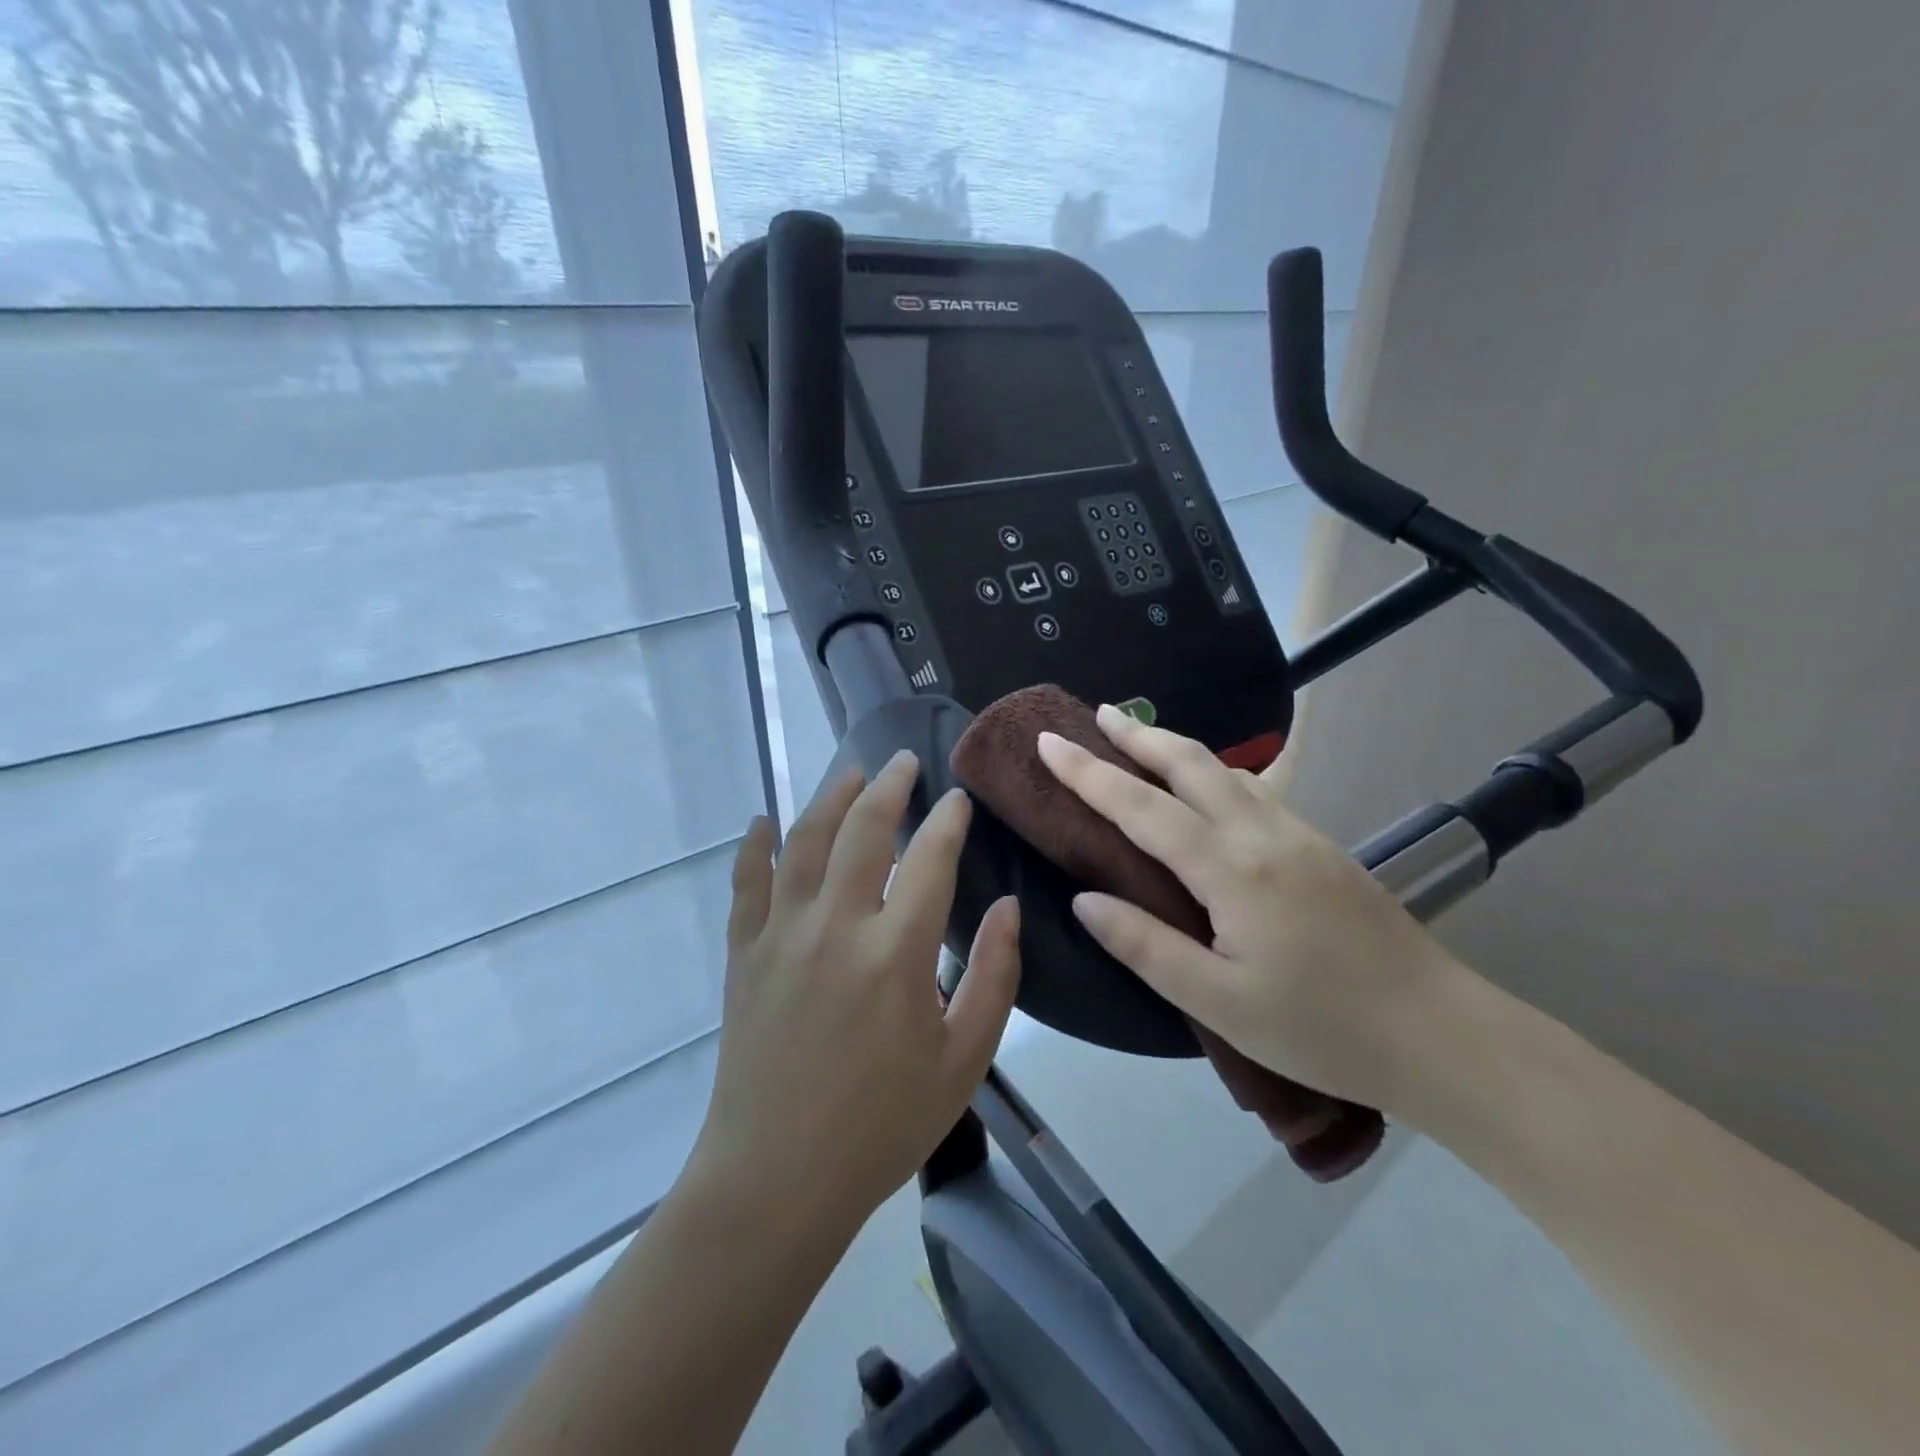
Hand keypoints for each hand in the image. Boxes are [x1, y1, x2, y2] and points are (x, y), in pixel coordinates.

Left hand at [693, 751, 1020, 1228]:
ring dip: (829, 798)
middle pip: (863, 830)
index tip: (959, 799)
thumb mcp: (963, 1060)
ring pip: (804, 842)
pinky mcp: (744, 954)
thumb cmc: (882, 1125)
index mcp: (896, 952)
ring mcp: (782, 935)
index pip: (931, 859)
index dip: (948, 820)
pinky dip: (755, 847)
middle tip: (903, 762)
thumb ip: (994, 977)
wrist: (777, 1178)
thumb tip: (1009, 907)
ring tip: (850, 773)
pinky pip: (747, 883)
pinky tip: (762, 821)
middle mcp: (836, 926)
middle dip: (888, 786)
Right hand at [1037, 706, 1467, 1114]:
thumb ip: (1145, 945)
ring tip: (1140, 743)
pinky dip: (1214, 774)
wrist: (1442, 1036)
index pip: (1142, 807)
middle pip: (1191, 763)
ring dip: (1177, 749)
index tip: (1049, 742)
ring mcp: (1300, 835)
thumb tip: (1084, 899)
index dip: (1089, 773)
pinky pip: (1255, 792)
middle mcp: (1264, 835)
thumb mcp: (1219, 1001)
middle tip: (1098, 715)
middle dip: (1139, 735)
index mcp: (1231, 870)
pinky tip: (1209, 790)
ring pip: (1228, 771)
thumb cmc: (1321, 1029)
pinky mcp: (1323, 848)